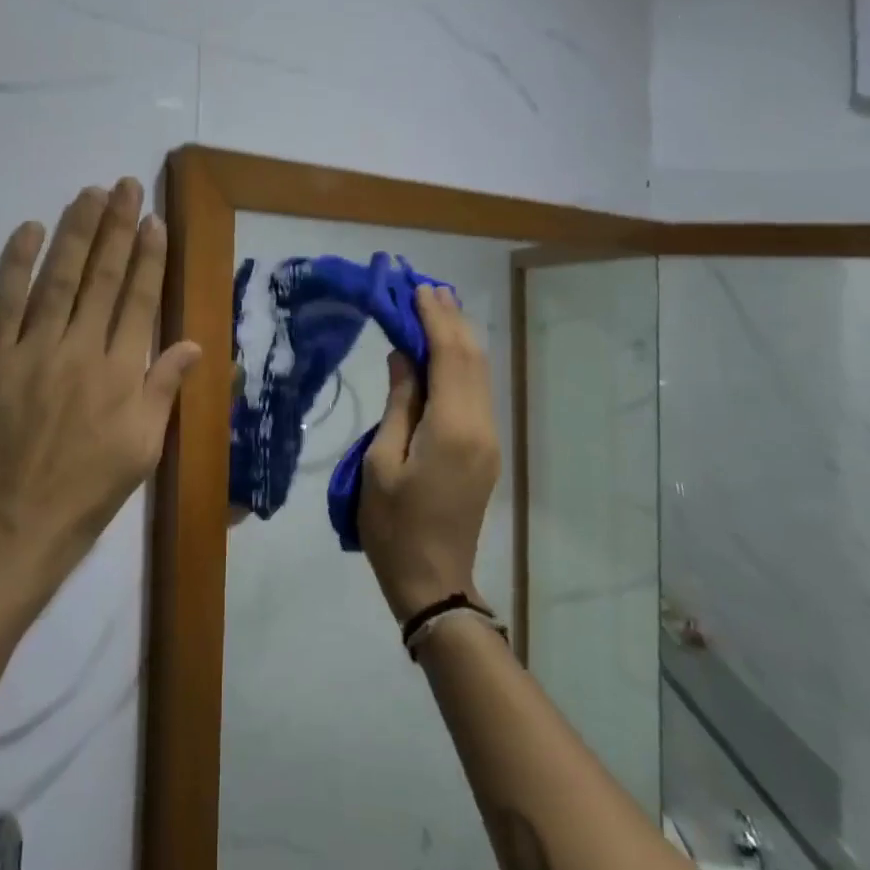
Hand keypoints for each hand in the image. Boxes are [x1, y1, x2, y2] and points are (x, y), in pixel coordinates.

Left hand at [0, 178, 200, 613]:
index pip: (140, 300)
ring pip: (59, 278)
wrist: (4, 535)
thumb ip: (164, 391)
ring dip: (76, 233)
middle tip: (126, 186)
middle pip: (103, 277)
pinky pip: (3, 302)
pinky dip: (16, 264)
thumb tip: (194, 343)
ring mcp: (31, 351)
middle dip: (117, 228)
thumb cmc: (81, 498)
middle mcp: (80, 350)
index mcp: (121, 373)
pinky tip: (30, 230)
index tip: (155, 221)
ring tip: (89, 194)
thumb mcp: (141, 452)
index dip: (149, 257)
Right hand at [358, 285, 501, 622]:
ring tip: (437, 308)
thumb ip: (399, 402)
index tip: (418, 289)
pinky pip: (477, 393)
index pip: (450, 356)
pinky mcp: (485, 449)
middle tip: (427, 289)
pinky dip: (462, 363)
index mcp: (452, 427)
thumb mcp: (380, 460)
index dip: (435, 319)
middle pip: (473, 358)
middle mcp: (480, 425)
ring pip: (481, 373)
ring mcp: (488, 438)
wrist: (431, 580)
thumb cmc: (392, 524)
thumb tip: (404, 355)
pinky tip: (445, 351)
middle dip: (452, 320)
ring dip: (460, 338)